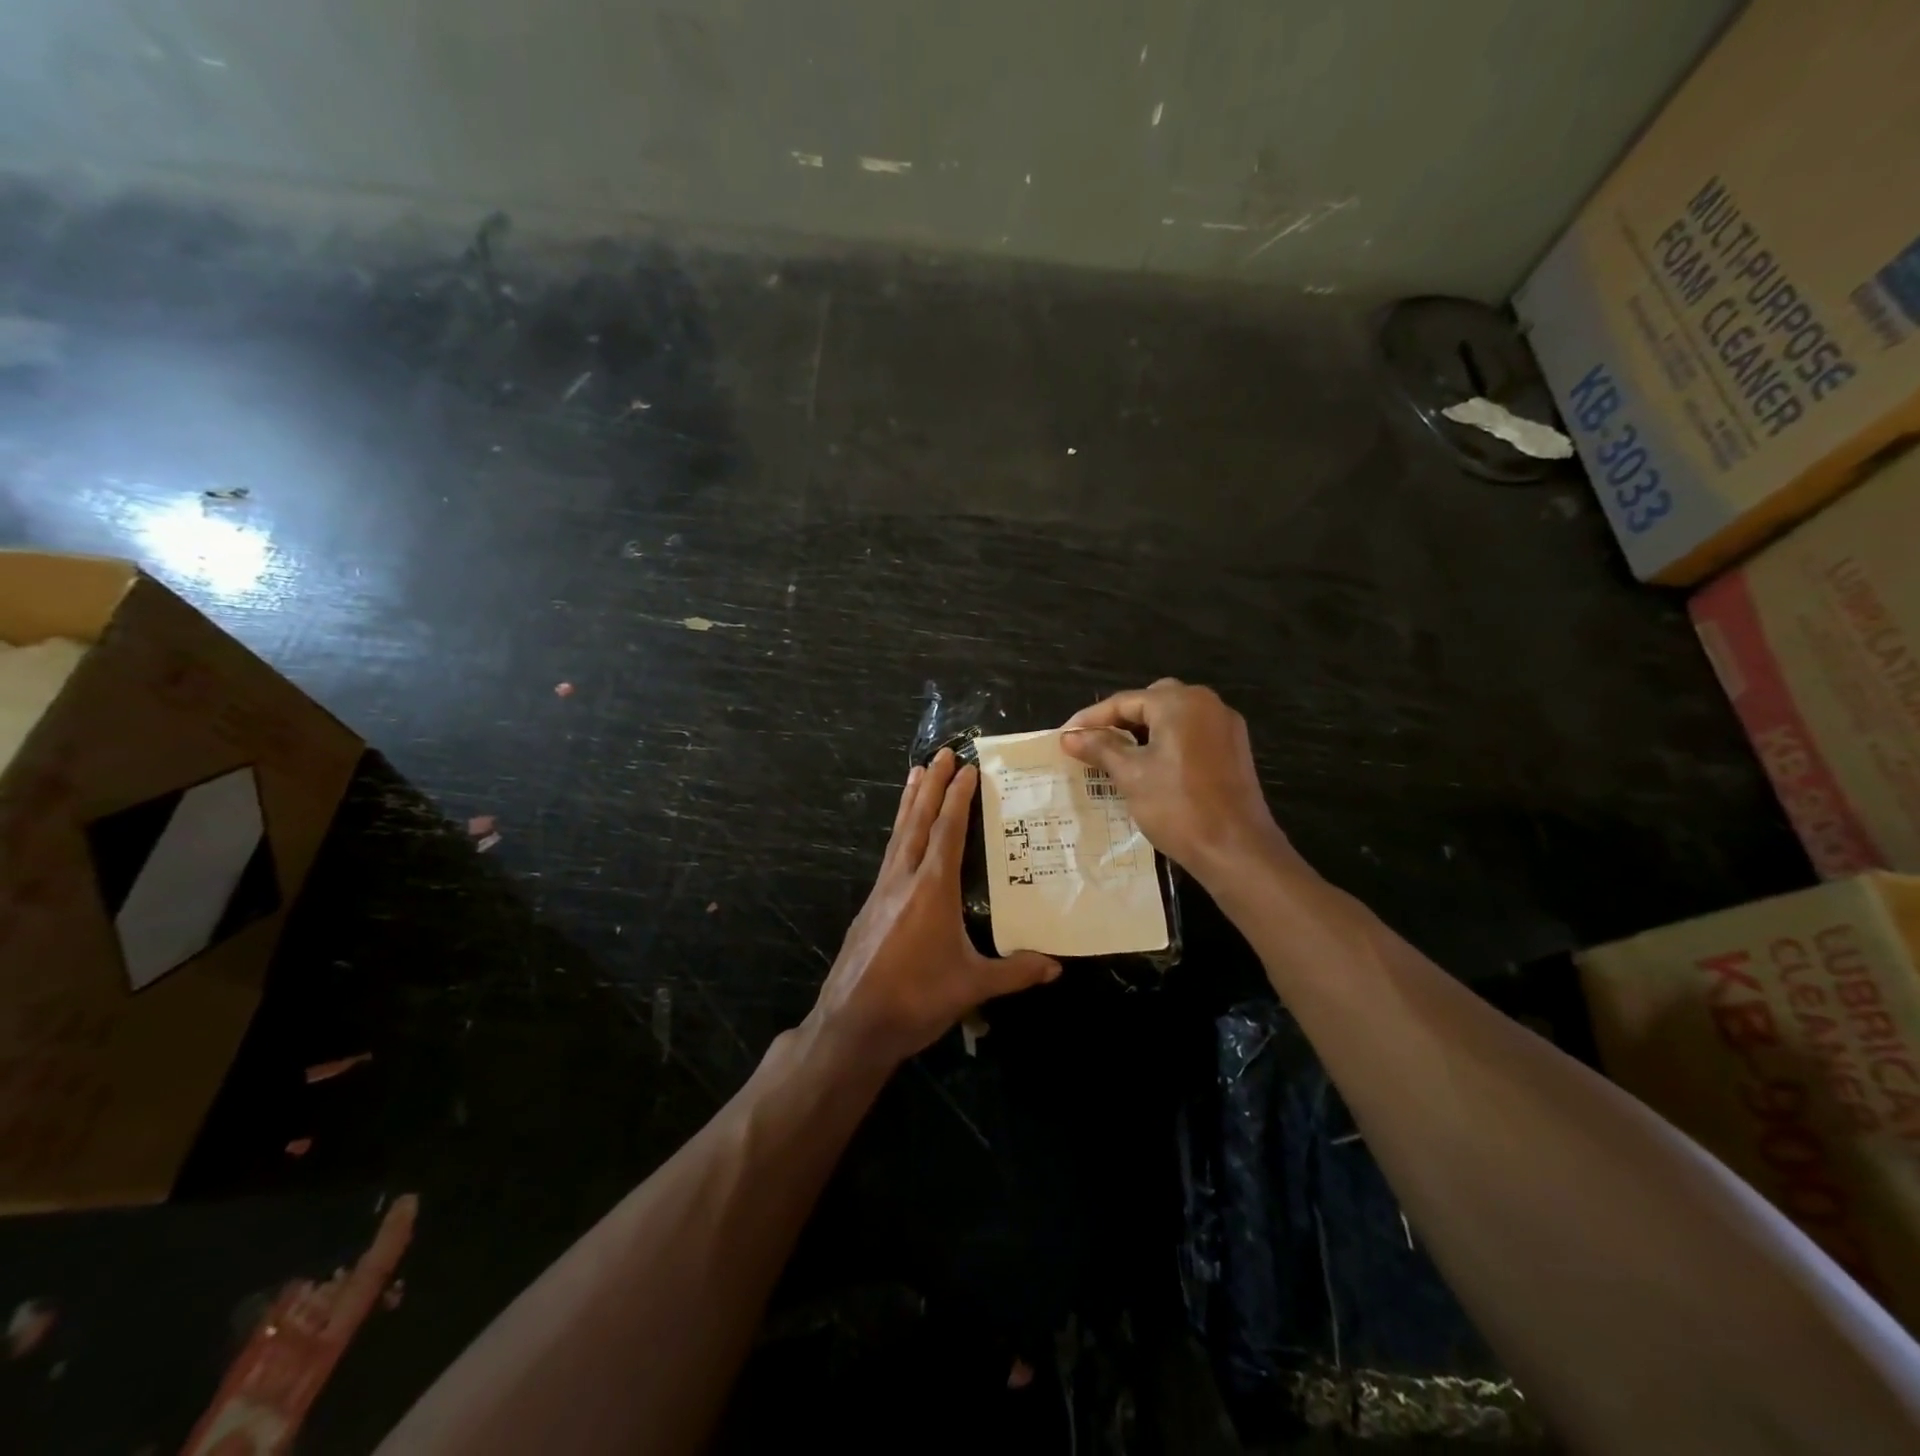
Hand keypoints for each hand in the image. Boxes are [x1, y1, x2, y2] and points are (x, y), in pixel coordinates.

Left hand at [811, 748, 1060, 1066]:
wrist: (852, 1024)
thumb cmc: (915, 1000)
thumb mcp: (972, 986)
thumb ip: (1015, 972)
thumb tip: (1057, 967)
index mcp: (931, 889)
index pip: (947, 830)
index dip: (958, 797)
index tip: (967, 767)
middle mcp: (903, 879)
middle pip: (918, 821)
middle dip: (932, 785)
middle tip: (941, 752)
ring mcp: (881, 891)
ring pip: (898, 834)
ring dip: (910, 802)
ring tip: (915, 773)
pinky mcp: (869, 906)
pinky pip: (888, 854)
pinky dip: (898, 831)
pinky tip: (901, 835)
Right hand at [1060, 678, 1301, 883]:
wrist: (1236, 849)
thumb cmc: (1178, 807)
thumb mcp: (1131, 775)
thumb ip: (1100, 748)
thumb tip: (1070, 736)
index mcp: (1180, 703)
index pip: (1125, 701)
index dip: (1091, 719)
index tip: (1065, 737)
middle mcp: (1207, 704)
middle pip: (1151, 702)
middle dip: (1120, 720)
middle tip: (1093, 742)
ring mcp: (1225, 727)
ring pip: (1173, 718)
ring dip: (1144, 731)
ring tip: (1116, 755)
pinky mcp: (1234, 750)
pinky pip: (1192, 734)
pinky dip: (1167, 743)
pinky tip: (1150, 767)